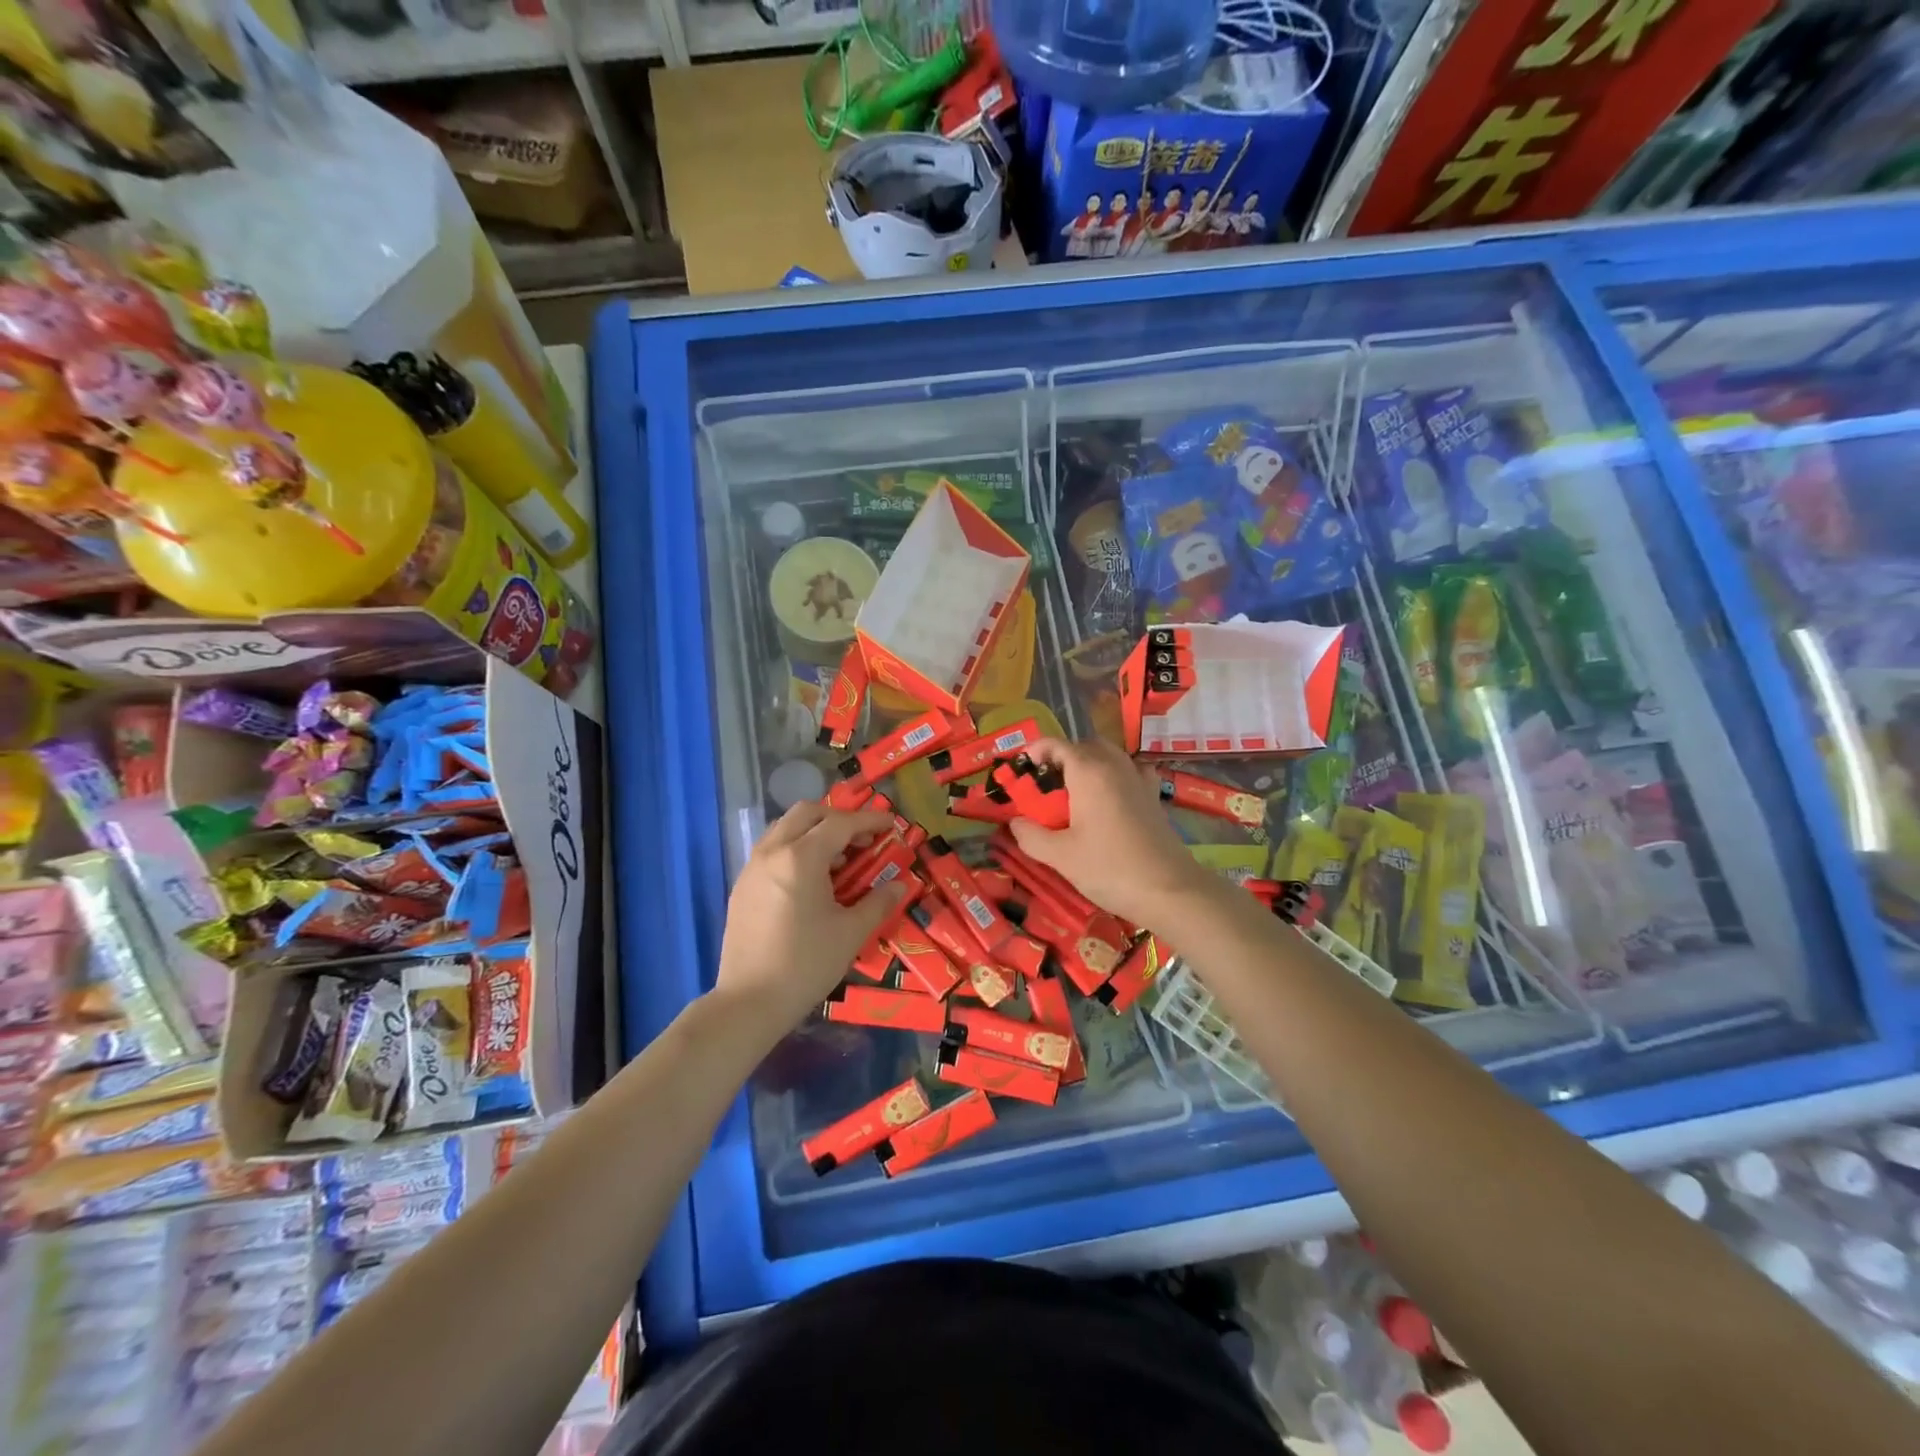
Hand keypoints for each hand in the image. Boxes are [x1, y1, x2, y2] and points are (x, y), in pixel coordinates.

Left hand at [713, 803, 907, 1037]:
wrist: (750, 1002)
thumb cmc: (806, 964)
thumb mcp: (851, 933)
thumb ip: (878, 902)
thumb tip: (900, 885)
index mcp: (801, 858)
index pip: (840, 823)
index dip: (869, 820)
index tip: (891, 824)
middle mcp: (773, 852)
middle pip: (807, 813)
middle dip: (838, 818)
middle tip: (862, 839)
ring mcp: (752, 868)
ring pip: (785, 828)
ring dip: (814, 831)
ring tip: (838, 859)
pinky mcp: (742, 887)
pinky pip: (771, 850)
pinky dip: (795, 848)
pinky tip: (811, 880)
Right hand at [1009, 738, 1212, 926]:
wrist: (1170, 890)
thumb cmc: (1110, 868)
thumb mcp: (1060, 856)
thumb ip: (1031, 836)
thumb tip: (1015, 822)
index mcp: (1088, 772)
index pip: (1055, 745)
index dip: (1033, 751)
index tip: (1018, 772)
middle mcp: (1114, 766)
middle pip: (1082, 746)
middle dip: (1060, 759)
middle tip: (1043, 788)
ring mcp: (1138, 779)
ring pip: (1107, 756)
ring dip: (1086, 766)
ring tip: (1072, 796)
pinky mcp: (1153, 797)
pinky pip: (1128, 773)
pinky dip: (1113, 777)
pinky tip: (1107, 801)